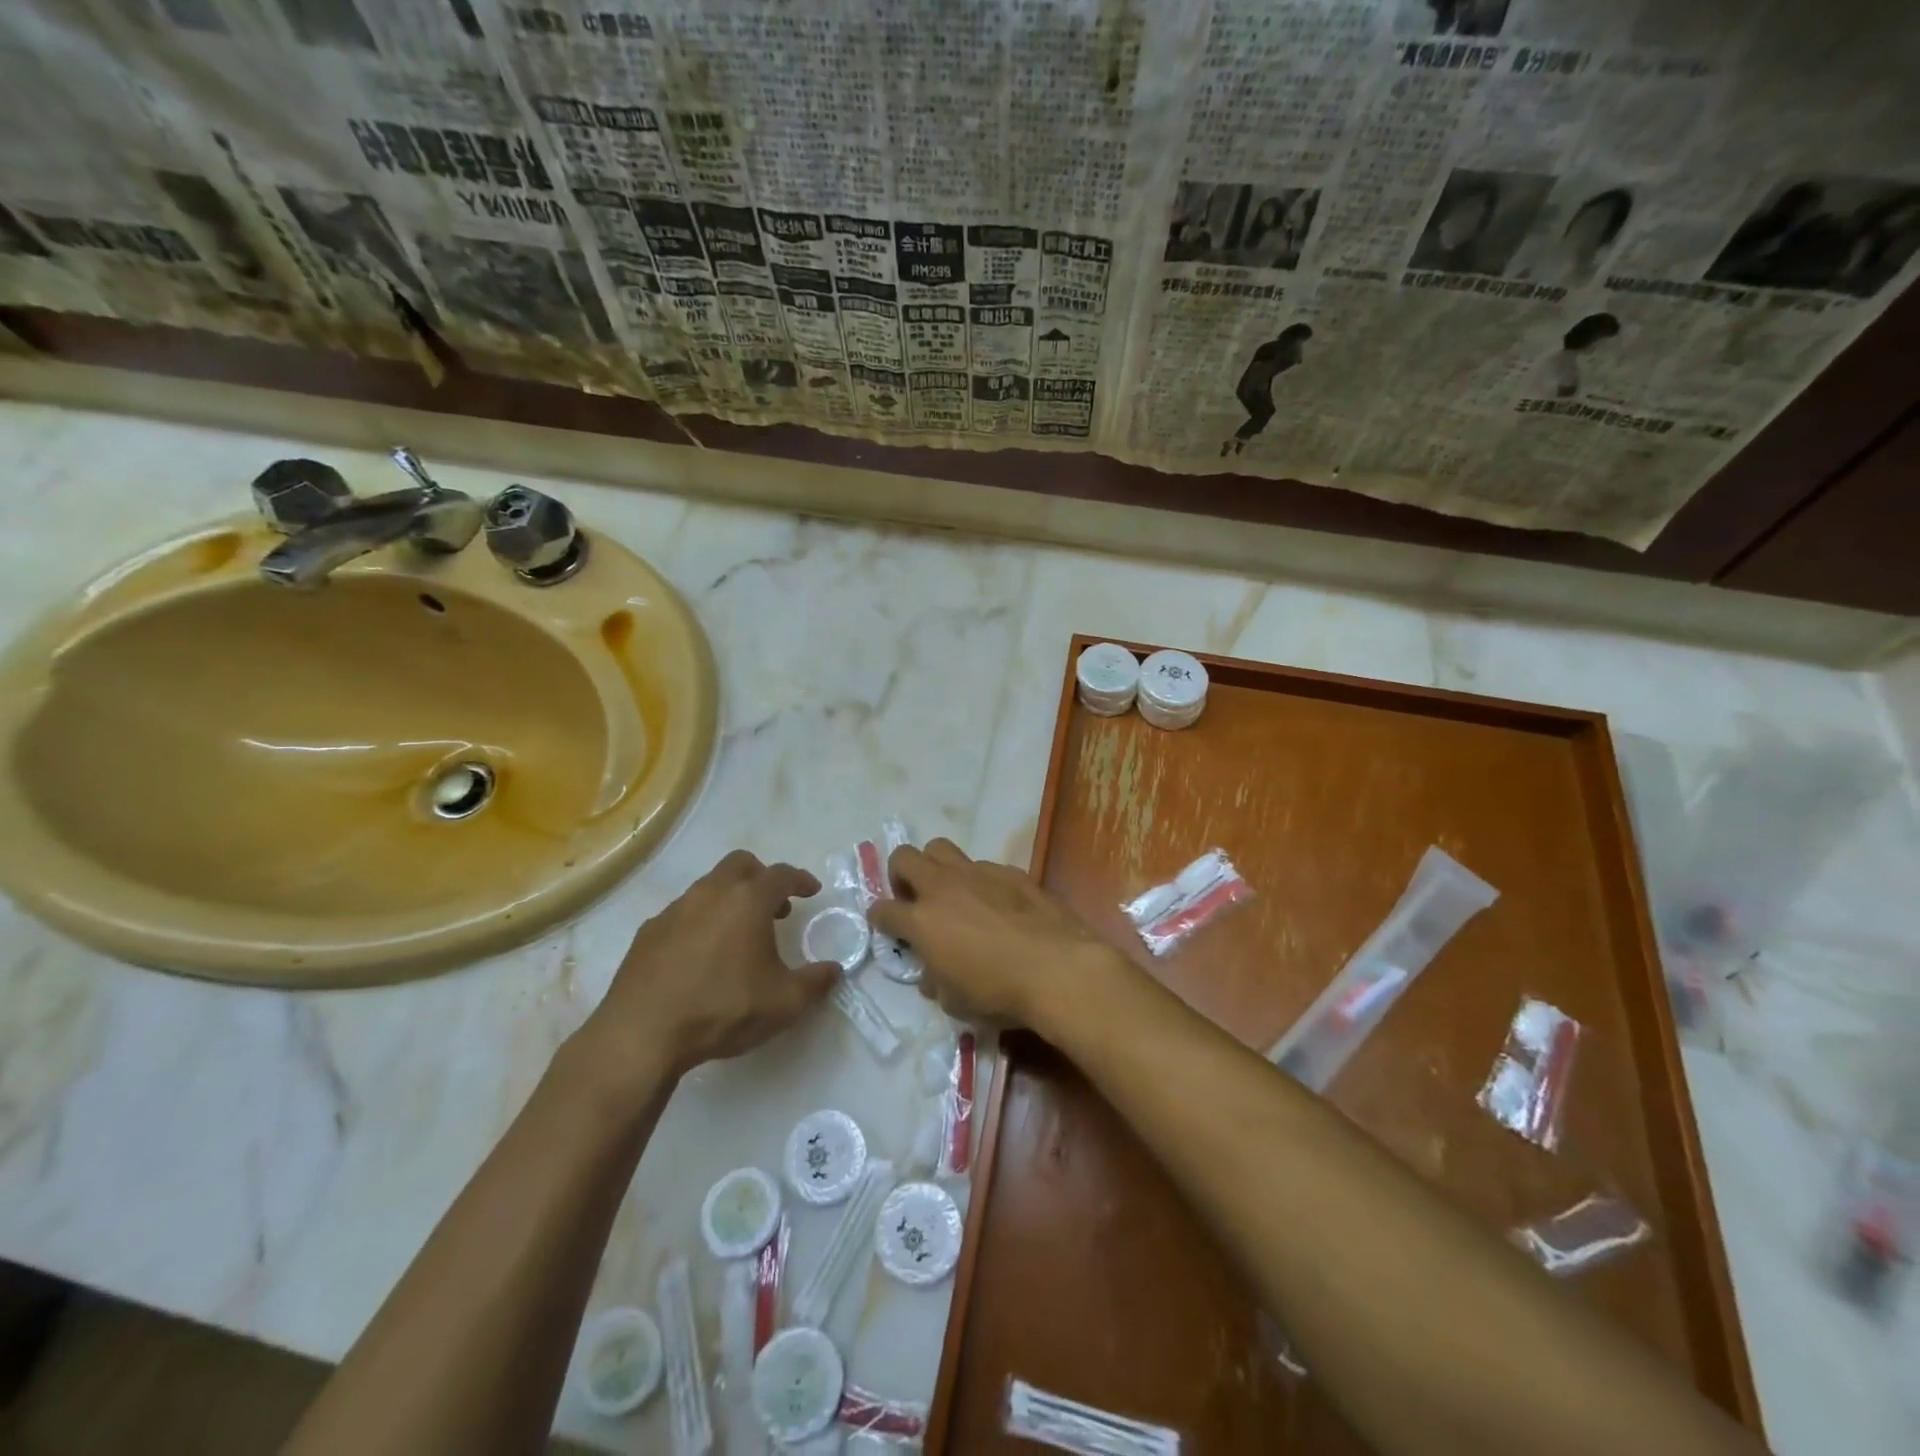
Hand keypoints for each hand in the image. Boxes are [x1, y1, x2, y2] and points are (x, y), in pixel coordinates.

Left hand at [575, 851, 839, 1089]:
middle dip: (761, 878)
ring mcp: (675, 909)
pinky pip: (683, 912)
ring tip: (739, 933)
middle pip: (740, 865)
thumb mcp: (784, 1003)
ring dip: (730, 898)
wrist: (642, 1034)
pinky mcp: (648, 932)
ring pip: (709, 886)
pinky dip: (700, 920)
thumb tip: (835, 970)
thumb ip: (815, 982)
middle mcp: (711, 893)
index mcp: (748, 901)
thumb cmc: (722, 1009)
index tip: (811, 891)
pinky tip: (702, 954)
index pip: (781, 875)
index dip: (800, 880)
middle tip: (775, 906)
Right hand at [870, 839, 1127, 1031]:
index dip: (880, 919)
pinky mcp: (1010, 871)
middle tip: (914, 898)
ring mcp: (978, 873)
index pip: (883, 910)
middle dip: (900, 875)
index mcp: (922, 920)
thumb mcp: (955, 1002)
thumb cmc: (999, 993)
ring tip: (951, 892)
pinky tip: (997, 904)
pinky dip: (979, 881)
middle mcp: (944, 887)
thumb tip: (932, 974)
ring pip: (941, 848)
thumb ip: (935, 981)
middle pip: (904, 857)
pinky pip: (983, 866)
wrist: (1057, 968)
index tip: (887, 927)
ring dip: (937, 867)